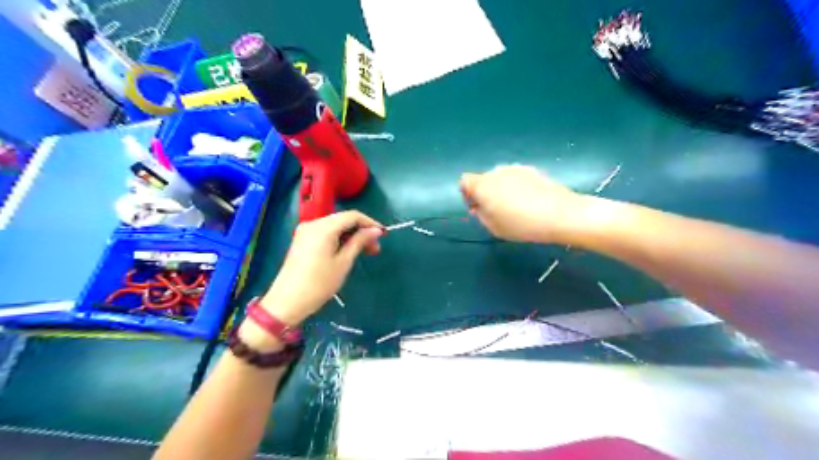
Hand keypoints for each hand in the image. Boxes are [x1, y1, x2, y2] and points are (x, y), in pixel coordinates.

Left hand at [259, 209, 383, 324]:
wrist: (288, 301)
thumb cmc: (319, 283)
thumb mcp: (344, 262)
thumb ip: (359, 242)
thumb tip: (376, 230)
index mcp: (324, 227)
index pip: (352, 216)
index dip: (370, 223)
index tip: (383, 235)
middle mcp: (313, 224)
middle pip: (343, 220)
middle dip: (361, 231)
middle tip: (375, 248)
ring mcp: (306, 231)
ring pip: (335, 226)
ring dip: (351, 236)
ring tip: (365, 252)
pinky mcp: (302, 240)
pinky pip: (326, 233)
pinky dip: (340, 239)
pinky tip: (349, 251)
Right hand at [460, 166, 581, 244]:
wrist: (560, 214)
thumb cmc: (521, 224)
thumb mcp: (493, 227)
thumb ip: (481, 215)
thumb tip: (479, 207)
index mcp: (483, 185)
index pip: (465, 181)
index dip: (467, 194)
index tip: (477, 208)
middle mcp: (497, 171)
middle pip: (484, 179)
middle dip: (486, 193)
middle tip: (497, 212)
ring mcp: (516, 168)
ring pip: (501, 178)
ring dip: (502, 190)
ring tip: (516, 208)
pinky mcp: (533, 170)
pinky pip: (517, 178)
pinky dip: (518, 187)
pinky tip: (530, 202)